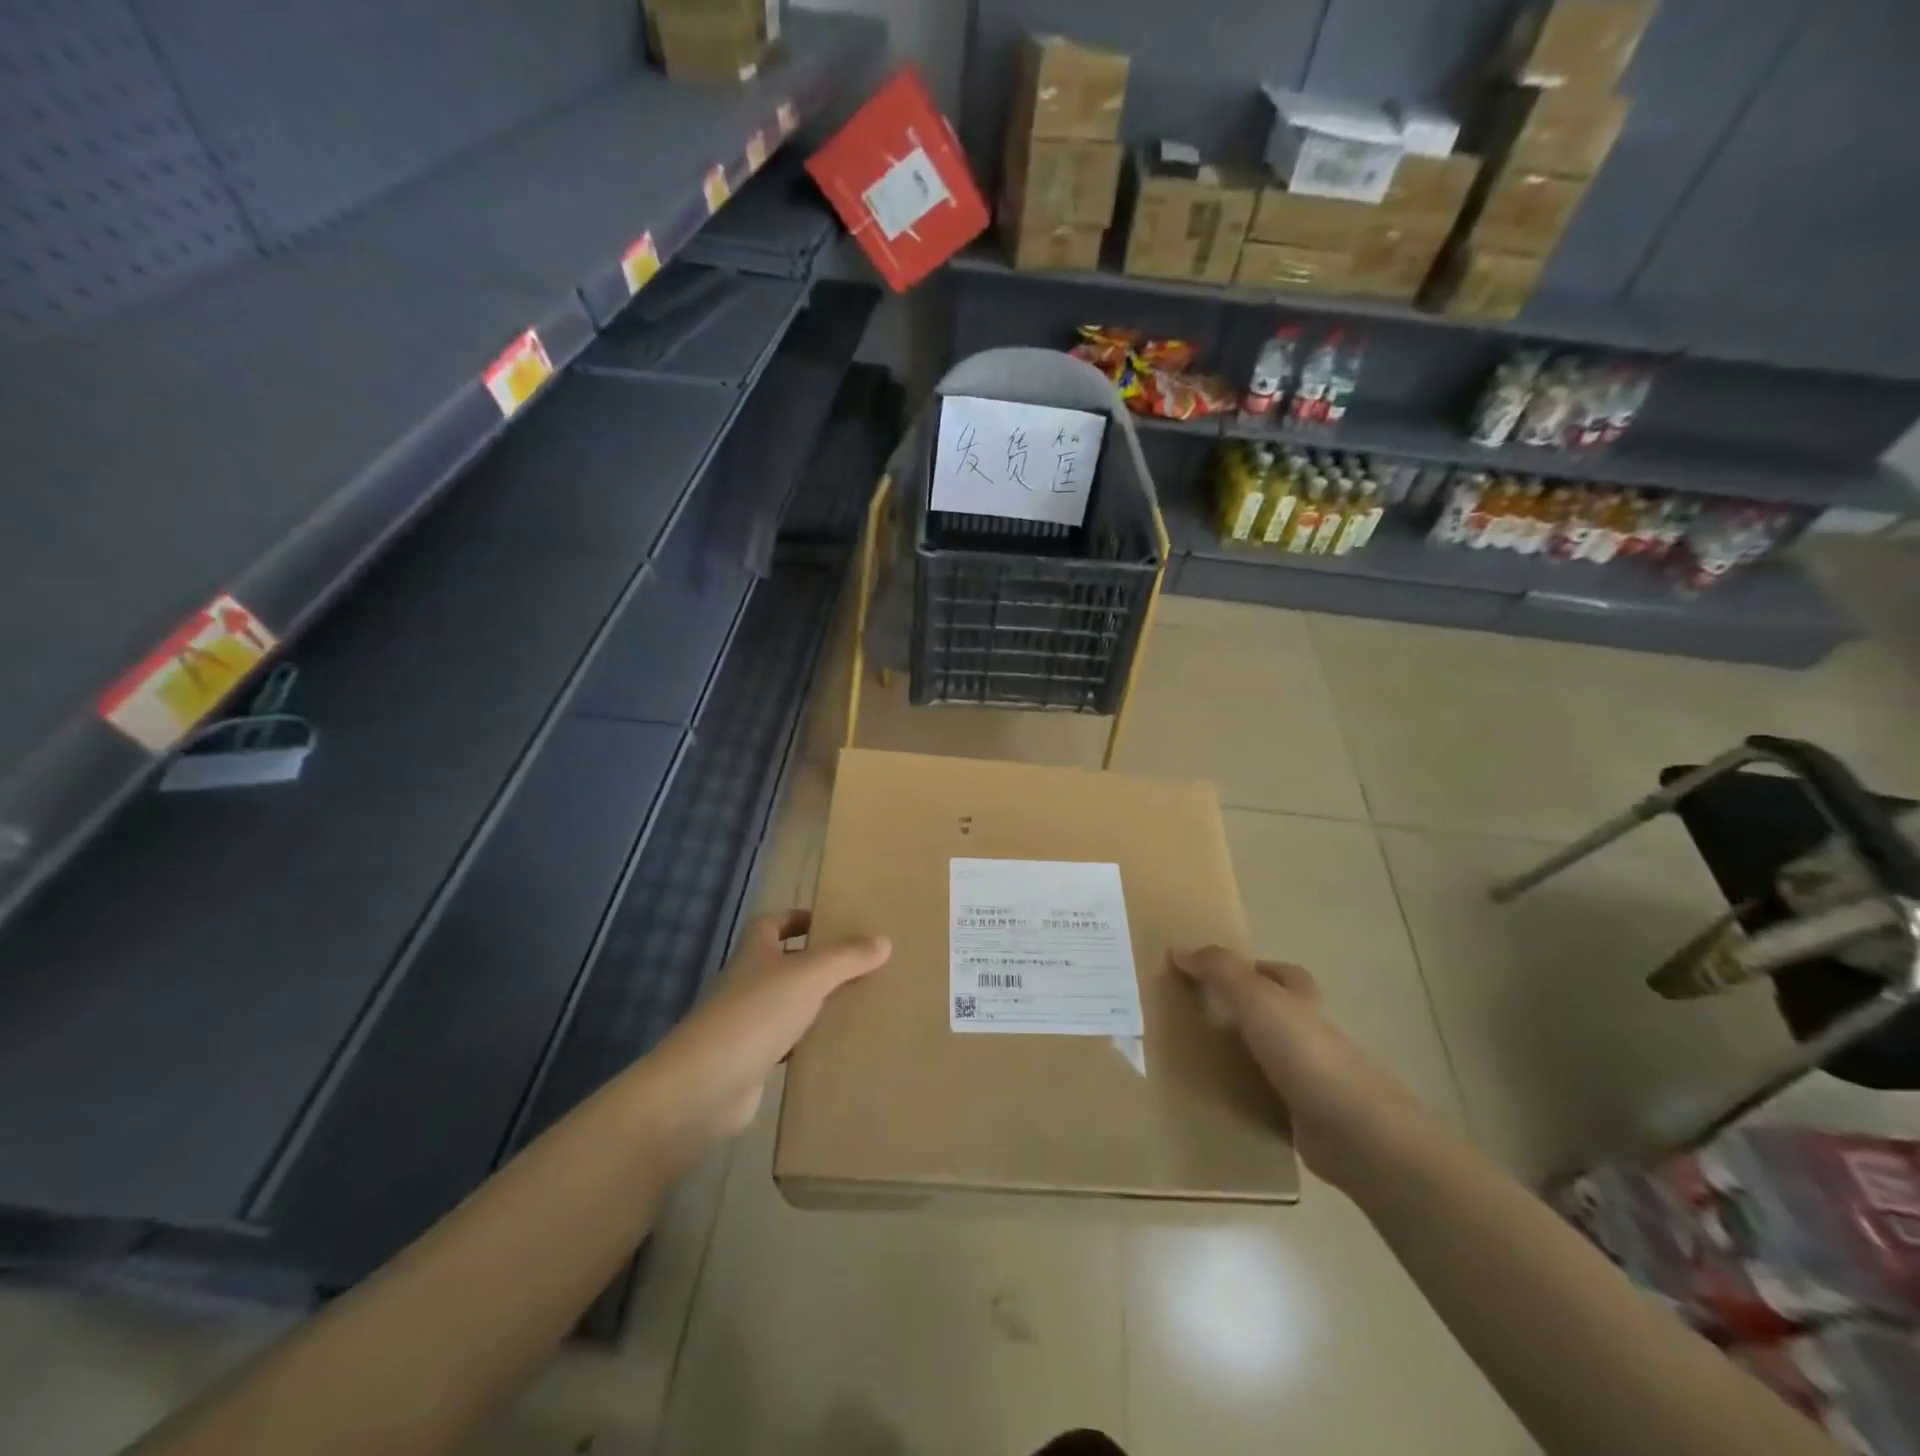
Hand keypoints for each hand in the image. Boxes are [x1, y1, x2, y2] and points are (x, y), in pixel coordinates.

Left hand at [647, 911, 890, 1141]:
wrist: (705, 1087)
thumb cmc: (756, 1015)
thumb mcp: (809, 976)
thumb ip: (846, 957)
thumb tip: (884, 940)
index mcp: (755, 953)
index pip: (772, 924)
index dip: (797, 919)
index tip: (830, 923)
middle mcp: (747, 983)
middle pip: (782, 963)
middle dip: (816, 962)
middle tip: (858, 964)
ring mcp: (746, 1024)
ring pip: (788, 1004)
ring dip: (815, 1003)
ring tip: (858, 1003)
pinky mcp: (751, 1062)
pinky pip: (787, 1044)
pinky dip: (808, 1042)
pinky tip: (836, 1047)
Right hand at [1173, 946, 1422, 1188]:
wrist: (1352, 1129)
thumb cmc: (1303, 1051)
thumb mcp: (1255, 997)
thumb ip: (1220, 970)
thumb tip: (1179, 950)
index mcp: (1305, 1001)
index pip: (1286, 975)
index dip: (1260, 969)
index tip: (1222, 976)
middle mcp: (1314, 1035)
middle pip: (1282, 1015)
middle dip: (1250, 1014)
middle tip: (1205, 1017)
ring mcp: (1316, 1078)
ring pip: (1277, 1058)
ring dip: (1249, 1057)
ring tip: (1204, 1059)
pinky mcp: (1310, 1117)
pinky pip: (1274, 1100)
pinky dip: (1253, 1098)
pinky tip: (1226, 1102)